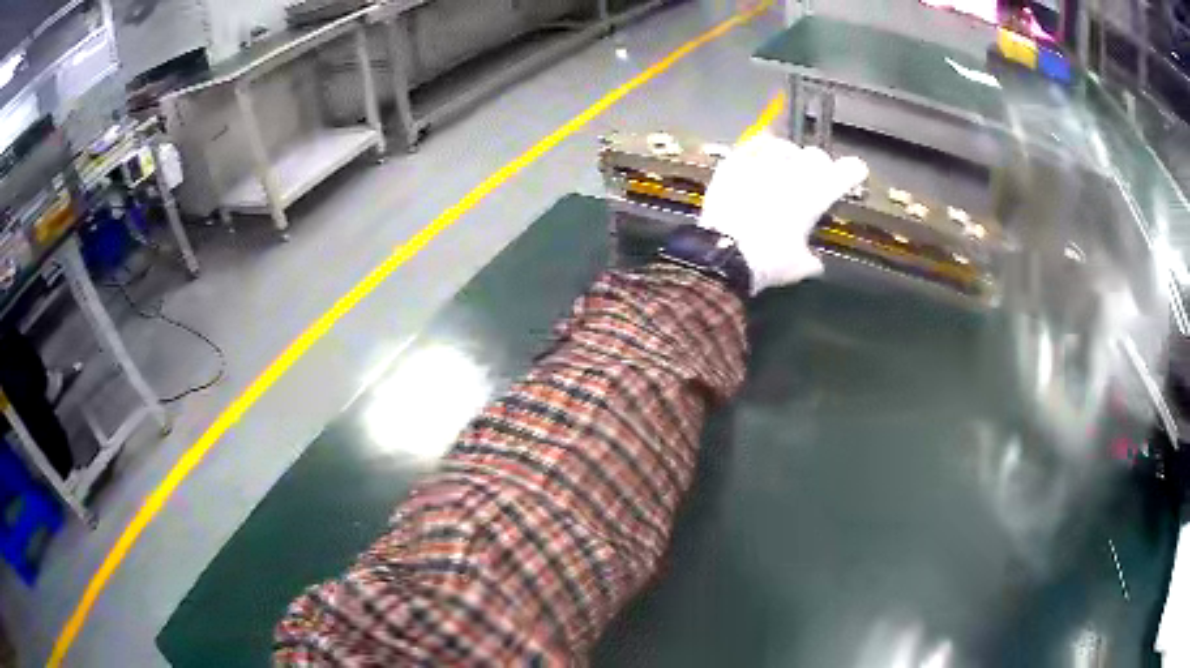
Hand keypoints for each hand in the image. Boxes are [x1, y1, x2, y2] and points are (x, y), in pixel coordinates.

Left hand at [699, 134, 868, 294]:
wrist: (723, 253)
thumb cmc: (768, 262)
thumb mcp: (797, 268)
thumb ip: (810, 261)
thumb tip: (816, 263)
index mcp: (814, 196)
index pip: (844, 172)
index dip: (853, 170)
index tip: (856, 171)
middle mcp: (792, 174)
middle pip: (815, 156)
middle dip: (820, 165)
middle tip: (815, 177)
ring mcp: (762, 164)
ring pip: (784, 147)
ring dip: (790, 156)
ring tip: (785, 166)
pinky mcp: (735, 163)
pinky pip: (753, 144)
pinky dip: (761, 146)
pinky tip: (761, 151)